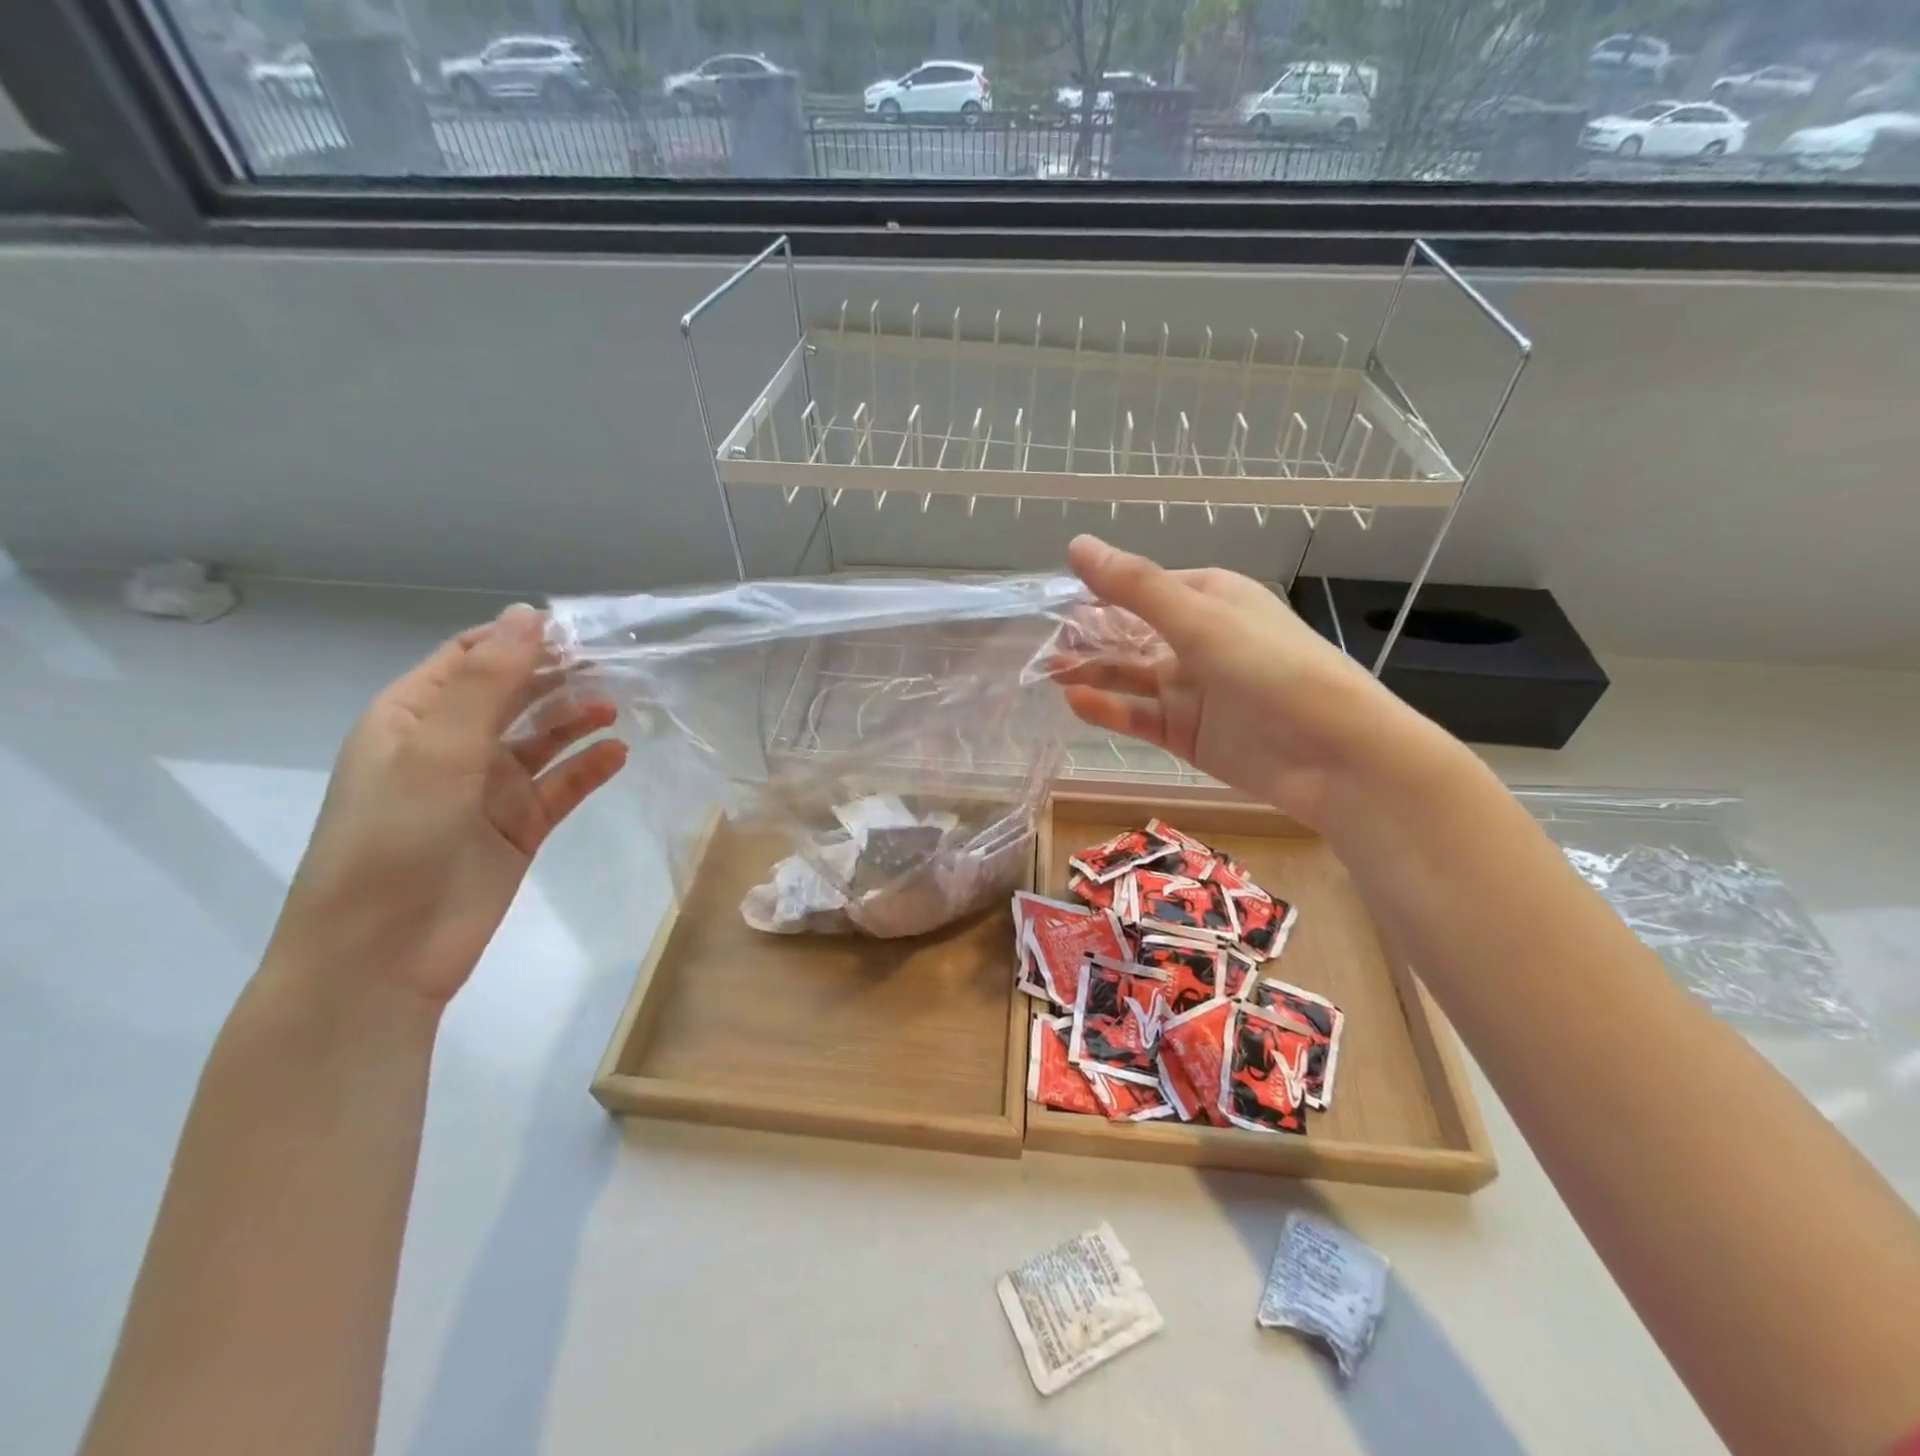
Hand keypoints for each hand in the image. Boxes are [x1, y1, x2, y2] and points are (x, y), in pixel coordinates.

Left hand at [269, 605, 628, 1008]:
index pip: (472, 657)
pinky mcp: (519, 826)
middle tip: (616, 662)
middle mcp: (451, 745)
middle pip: (515, 694)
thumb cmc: (395, 839)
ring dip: (577, 718)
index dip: (522, 638)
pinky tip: (618, 754)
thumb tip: (529, 614)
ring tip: (618, 705)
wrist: (382, 955)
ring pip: (543, 738)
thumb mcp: (438, 750)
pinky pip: (562, 785)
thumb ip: (488, 682)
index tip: (581, 629)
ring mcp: (488, 788)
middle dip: (559, 675)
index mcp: (413, 717)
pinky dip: (589, 768)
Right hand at [1059, 535, 1443, 832]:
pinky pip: (1138, 716)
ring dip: (1091, 672)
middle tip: (1043, 645)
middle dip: (1088, 637)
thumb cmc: (1271, 669)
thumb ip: (1134, 586)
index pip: (1142, 588)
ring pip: (1129, 676)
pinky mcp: (1186, 733)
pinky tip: (1075, 702)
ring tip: (1048, 672)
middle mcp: (1197, 640)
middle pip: (1130, 633)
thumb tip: (1076, 545)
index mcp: (1209, 599)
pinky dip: (1107, 709)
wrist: (1333, 756)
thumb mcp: (1199, 619)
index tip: (1054, 602)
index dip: (1098, 593)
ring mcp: (1191, 689)